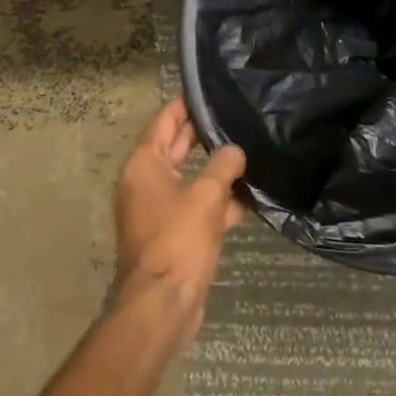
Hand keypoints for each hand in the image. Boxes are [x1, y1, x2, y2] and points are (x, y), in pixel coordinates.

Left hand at [113, 98, 247, 348]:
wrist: (163, 305)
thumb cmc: (178, 240)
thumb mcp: (206, 195)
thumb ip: (224, 166)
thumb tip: (235, 151)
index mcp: (145, 165)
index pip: (165, 121)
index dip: (186, 104)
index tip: (211, 90)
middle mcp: (147, 182)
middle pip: (177, 147)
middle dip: (204, 133)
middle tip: (236, 115)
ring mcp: (159, 209)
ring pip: (191, 178)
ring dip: (216, 169)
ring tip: (250, 150)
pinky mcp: (174, 234)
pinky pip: (198, 206)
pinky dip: (219, 200)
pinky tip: (250, 197)